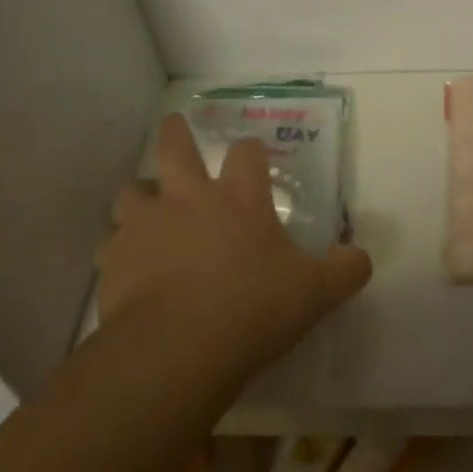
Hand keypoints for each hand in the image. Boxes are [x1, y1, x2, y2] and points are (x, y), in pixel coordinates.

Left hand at [96, 114, 371, 383]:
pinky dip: (120, 249)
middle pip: (175, 148)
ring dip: (140, 194)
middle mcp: (189, 200)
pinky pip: (111, 245)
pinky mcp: (114, 260)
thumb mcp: (316, 293)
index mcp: (240, 199)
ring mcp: (146, 226)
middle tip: (174, 123)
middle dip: (176, 133)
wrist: (178, 348)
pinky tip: (128, 267)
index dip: (251, 151)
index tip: (253, 155)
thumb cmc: (254, 309)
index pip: (247, 154)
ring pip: (132, 191)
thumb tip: (361, 258)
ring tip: (146, 205)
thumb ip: (345, 271)